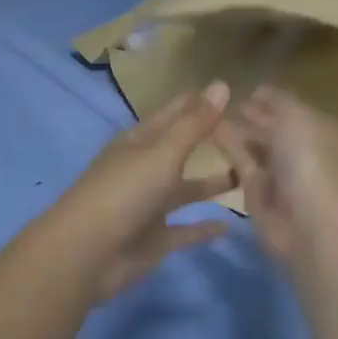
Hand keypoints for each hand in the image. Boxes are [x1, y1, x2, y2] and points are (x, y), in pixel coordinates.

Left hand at [44, 82, 236, 300]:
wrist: (86, 255)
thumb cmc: (123, 192)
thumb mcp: (162, 153)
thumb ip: (194, 123)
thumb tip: (222, 83)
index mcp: (139, 142)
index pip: (173, 114)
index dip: (198, 103)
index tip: (233, 91)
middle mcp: (144, 169)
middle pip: (181, 150)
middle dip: (210, 141)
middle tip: (251, 133)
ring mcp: (149, 206)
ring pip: (186, 189)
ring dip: (212, 183)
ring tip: (250, 174)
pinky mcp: (155, 239)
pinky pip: (186, 230)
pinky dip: (205, 228)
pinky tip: (232, 224)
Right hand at [215, 86, 337, 271]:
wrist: (308, 222)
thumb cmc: (308, 160)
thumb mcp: (296, 116)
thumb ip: (277, 99)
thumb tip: (260, 90)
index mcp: (319, 129)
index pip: (291, 108)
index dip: (270, 98)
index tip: (244, 89)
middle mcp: (301, 150)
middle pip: (273, 127)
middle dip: (251, 114)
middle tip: (220, 100)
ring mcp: (280, 173)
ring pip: (255, 145)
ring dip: (235, 129)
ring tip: (208, 113)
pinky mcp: (258, 192)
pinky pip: (242, 164)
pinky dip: (228, 148)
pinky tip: (208, 132)